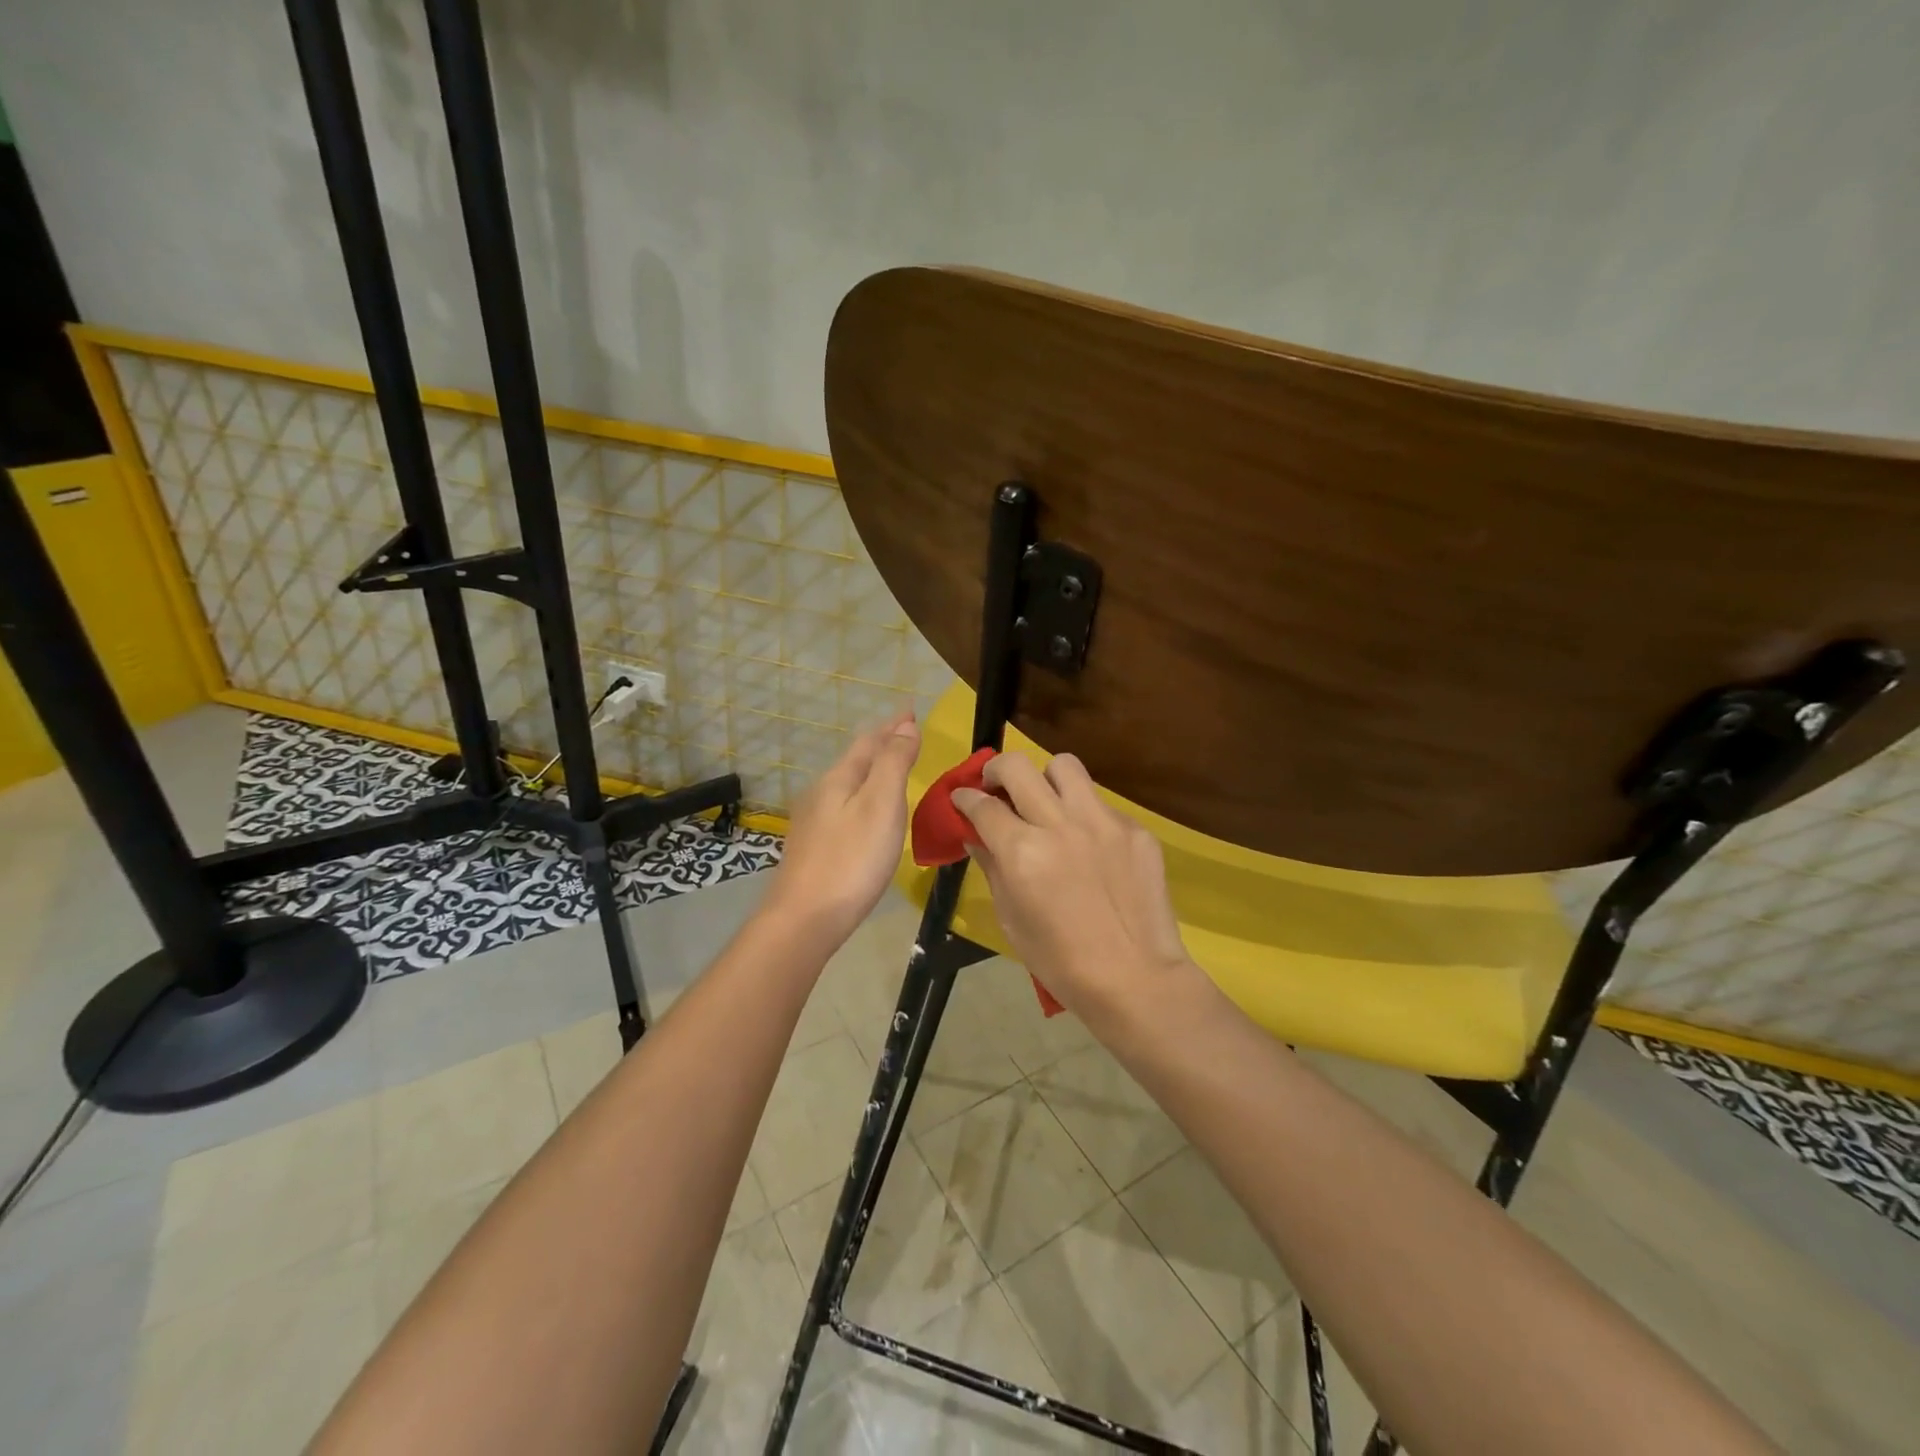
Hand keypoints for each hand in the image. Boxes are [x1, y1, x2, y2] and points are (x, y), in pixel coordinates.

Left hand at [765, 712, 920, 944]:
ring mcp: (813, 821)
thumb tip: (905, 725)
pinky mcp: (813, 847)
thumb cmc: (851, 860)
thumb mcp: (881, 805)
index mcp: (840, 778)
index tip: (911, 710)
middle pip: (855, 759)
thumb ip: (893, 763)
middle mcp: (821, 793)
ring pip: (848, 783)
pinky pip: (844, 805)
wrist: (804, 919)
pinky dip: (863, 795)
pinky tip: (866, 811)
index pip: (869, 741)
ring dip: (871, 770)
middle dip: (881, 744)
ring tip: (891, 766)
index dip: (892, 725)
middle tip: (905, 733)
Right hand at [953, 752, 1201, 1027]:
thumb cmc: (1060, 961)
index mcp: (1022, 851)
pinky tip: (1088, 845)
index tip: (962, 798)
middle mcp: (1060, 824)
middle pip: (1017, 766)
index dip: (964, 798)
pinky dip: (1084, 814)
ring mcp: (1103, 822)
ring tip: (1046, 802)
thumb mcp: (1011, 918)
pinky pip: (1100, 803)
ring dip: (1045, 778)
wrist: (1135, 978)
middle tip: (996, 787)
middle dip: (996, 770)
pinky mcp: (1135, 829)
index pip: (982, 805)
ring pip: (1065, 766)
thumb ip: (991, 867)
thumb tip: (976, 837)